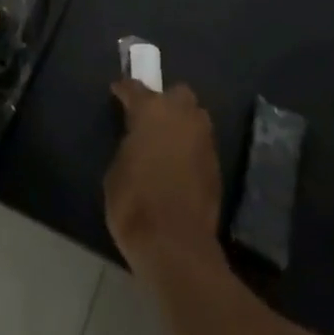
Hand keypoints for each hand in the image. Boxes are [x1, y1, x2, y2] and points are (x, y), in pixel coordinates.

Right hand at [104, 81, 222, 273]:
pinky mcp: (217, 164)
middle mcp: (181, 115)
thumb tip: (137, 143)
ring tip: (169, 143)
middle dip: (166, 102)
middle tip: (152, 120)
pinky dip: (192, 149)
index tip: (117, 91)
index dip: (124, 90)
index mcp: (151, 110)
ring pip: (195, 117)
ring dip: (183, 124)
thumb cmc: (135, 204)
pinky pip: (202, 145)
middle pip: (177, 94)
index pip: (134, 88)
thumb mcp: (116, 171)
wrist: (175, 245)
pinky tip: (181, 166)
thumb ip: (128, 146)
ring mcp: (203, 138)